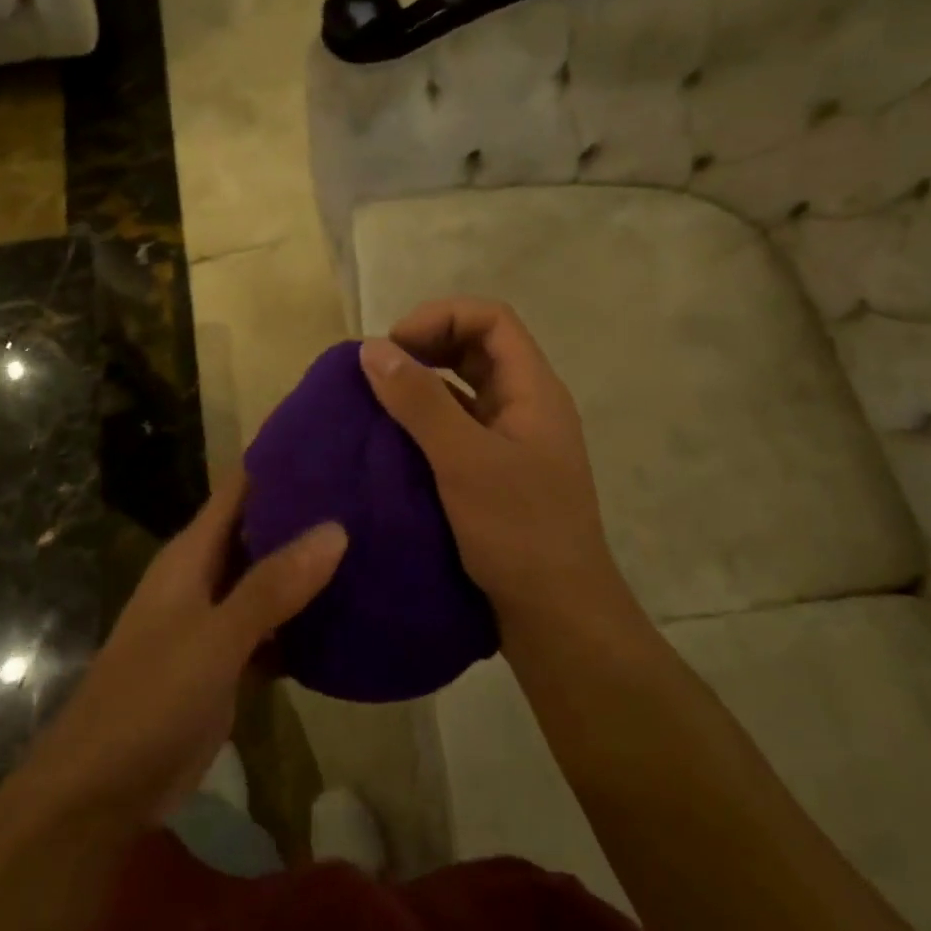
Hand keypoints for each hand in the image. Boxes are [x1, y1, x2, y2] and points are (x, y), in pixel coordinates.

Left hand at [18, 470, 346, 824]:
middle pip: (259, 531)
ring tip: (373, 546)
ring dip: (309, 569)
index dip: (281, 463)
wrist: (102, 791)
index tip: (336, 446)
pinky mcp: (226, 662)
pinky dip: (302, 622)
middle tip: (371, 496)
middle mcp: (203, 577)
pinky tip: (348, 618)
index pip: (239, 489)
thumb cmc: (151, 698)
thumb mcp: (216, 638)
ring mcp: (214, 621)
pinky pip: (272, 628)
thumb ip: (272, 585)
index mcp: (191, 555)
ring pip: (269, 581)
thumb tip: (335, 528)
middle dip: (307, 515)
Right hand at [359, 298, 622, 632]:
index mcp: (533, 390)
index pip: (492, 319)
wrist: (557, 614)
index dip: (440, 317)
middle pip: (478, 347)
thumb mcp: (463, 461)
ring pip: (466, 388)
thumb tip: (373, 347)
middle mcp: (526, 405)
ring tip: (378, 400)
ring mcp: (513, 440)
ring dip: (423, 384)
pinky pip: (458, 426)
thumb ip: (420, 401)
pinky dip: (426, 420)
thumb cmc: (518, 531)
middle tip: (380, 370)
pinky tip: (393, 440)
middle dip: (427, 345)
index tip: (394, 346)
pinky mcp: (496, 471)